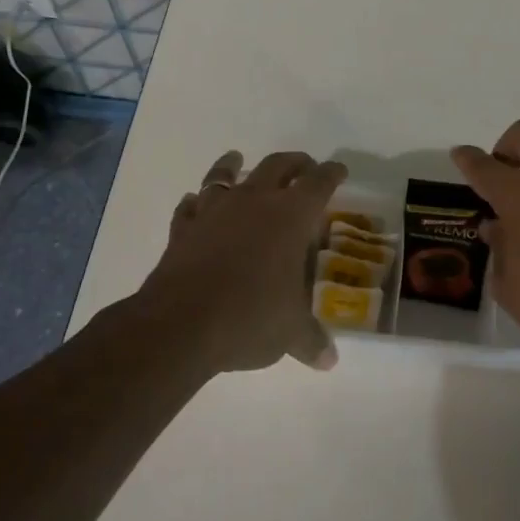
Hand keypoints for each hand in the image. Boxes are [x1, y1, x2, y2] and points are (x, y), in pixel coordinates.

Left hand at [137, 149, 347, 373]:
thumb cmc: (250, 317)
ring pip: (226, 174)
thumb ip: (311, 340)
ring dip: (234, 165)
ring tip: (237, 159)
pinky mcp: (183, 228)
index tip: (338, 169)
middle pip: (277, 165)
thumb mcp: (289, 333)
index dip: (331, 174)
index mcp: (290, 216)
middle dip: (294, 163)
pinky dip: (197, 202)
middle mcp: (254, 202)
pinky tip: (196, 204)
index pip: (318, 183)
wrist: (181, 323)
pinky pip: (191, 206)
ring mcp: (214, 211)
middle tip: (304, 166)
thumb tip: (329, 361)